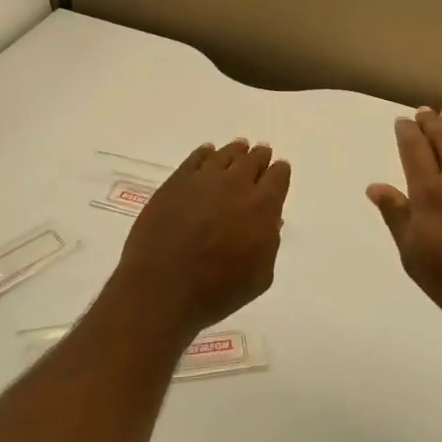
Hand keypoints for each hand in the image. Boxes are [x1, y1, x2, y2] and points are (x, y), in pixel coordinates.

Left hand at [110, 140, 290, 338]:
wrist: (162, 288)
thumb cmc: (216, 292)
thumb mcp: (259, 278)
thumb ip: (269, 244)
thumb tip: (270, 222)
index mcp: (262, 207)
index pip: (278, 176)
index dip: (279, 172)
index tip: (278, 170)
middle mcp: (236, 185)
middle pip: (252, 159)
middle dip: (259, 157)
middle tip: (260, 154)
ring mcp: (204, 179)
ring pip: (225, 154)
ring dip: (235, 151)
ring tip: (238, 149)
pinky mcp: (176, 181)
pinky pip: (196, 158)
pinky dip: (206, 153)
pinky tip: (208, 154)